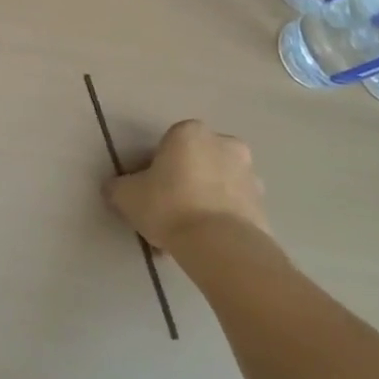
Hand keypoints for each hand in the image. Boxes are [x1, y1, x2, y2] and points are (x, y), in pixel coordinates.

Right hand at [105, 119, 270, 250]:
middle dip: (184, 181)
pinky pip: (233, 209)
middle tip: (167, 209)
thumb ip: (118, 187)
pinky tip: (203, 244)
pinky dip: (220, 221)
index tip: (148, 190)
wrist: (220, 246)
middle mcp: (225, 145)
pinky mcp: (264, 207)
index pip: (168, 144)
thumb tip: (115, 188)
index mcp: (190, 132)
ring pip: (217, 185)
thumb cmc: (169, 206)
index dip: (155, 167)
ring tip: (186, 233)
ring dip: (204, 201)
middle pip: (197, 162)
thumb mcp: (126, 195)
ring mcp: (249, 176)